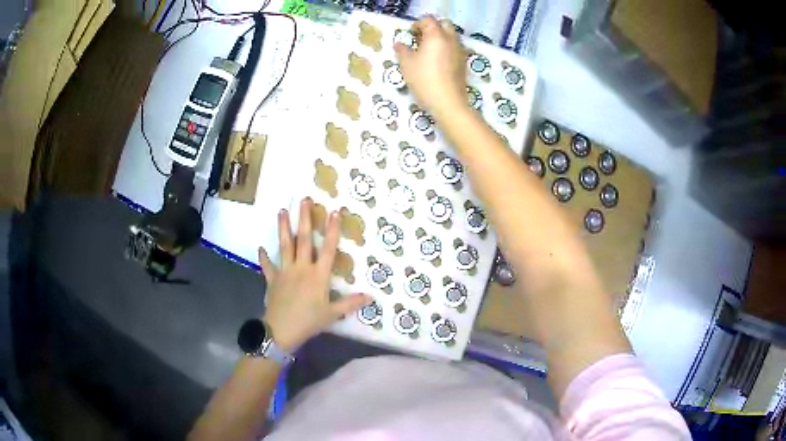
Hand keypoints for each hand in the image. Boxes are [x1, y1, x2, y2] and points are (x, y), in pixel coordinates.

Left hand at [257, 198, 370, 351]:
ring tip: (281, 211)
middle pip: (304, 239)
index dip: (333, 230)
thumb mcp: (332, 314)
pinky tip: (261, 248)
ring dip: (283, 228)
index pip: (328, 249)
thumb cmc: (309, 321)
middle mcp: (301, 268)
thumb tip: (371, 297)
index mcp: (318, 275)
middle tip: (303, 200)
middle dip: (304, 219)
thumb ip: (350, 303)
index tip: (335, 212)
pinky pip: (268, 266)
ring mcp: (285, 272)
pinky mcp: (272, 279)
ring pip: (284, 246)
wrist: (282, 330)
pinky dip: (264, 257)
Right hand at [395, 16, 467, 117]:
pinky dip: (447, 48)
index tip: (410, 34)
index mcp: (436, 36)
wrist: (448, 102)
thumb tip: (399, 44)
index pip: (428, 20)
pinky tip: (437, 61)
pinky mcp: (464, 62)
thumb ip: (402, 51)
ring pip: (452, 36)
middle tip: (421, 39)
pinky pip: (455, 48)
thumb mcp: (407, 65)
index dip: (418, 24)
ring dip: (441, 38)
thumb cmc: (424, 80)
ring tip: (428, 51)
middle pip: (444, 24)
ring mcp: (460, 51)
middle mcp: (451, 40)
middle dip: (433, 28)